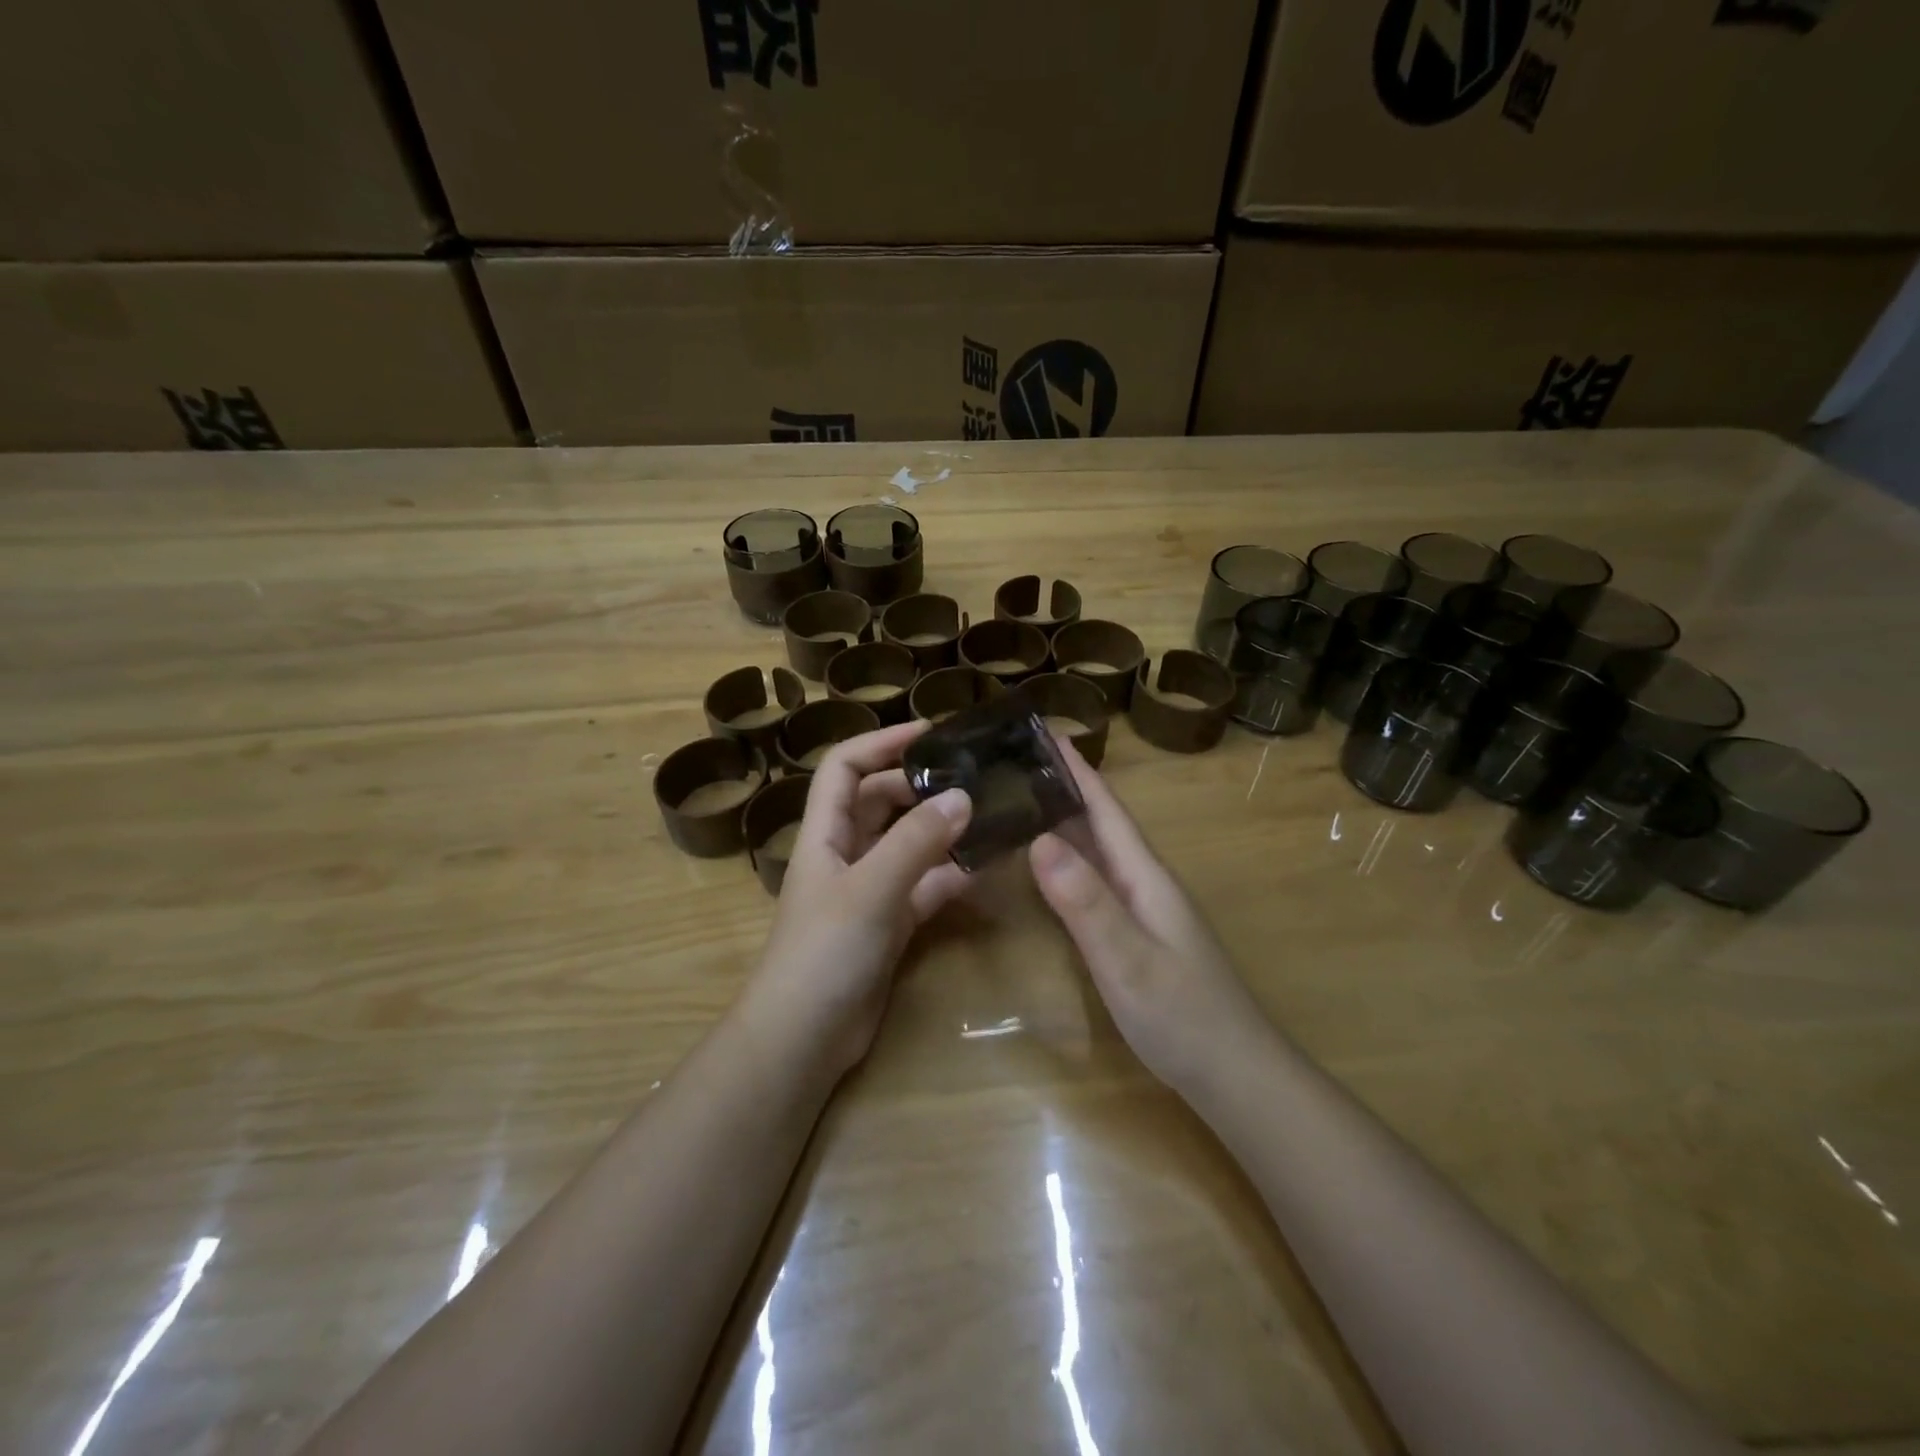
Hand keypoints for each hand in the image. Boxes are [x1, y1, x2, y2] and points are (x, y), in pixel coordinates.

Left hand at [750, 721, 971, 1076]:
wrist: (804, 1040)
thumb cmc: (824, 952)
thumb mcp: (871, 889)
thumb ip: (917, 842)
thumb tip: (964, 797)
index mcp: (825, 833)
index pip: (845, 767)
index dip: (881, 742)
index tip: (930, 733)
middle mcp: (846, 854)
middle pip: (880, 801)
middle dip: (920, 785)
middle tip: (972, 777)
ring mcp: (868, 890)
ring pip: (907, 844)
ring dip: (941, 830)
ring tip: (988, 815)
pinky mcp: (889, 924)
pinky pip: (923, 886)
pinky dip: (949, 875)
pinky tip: (983, 869)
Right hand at [1028, 743, 1272, 1091]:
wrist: (1236, 1077)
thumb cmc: (1183, 1016)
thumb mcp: (1128, 960)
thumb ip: (1086, 903)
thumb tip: (1041, 838)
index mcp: (1146, 877)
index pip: (1107, 810)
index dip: (1078, 771)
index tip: (1047, 731)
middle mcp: (1146, 884)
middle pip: (1102, 824)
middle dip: (1065, 788)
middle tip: (1017, 762)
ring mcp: (1146, 911)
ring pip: (1099, 853)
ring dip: (1066, 822)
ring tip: (1023, 801)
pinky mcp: (1140, 936)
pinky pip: (1098, 883)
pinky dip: (1071, 864)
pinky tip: (1050, 869)